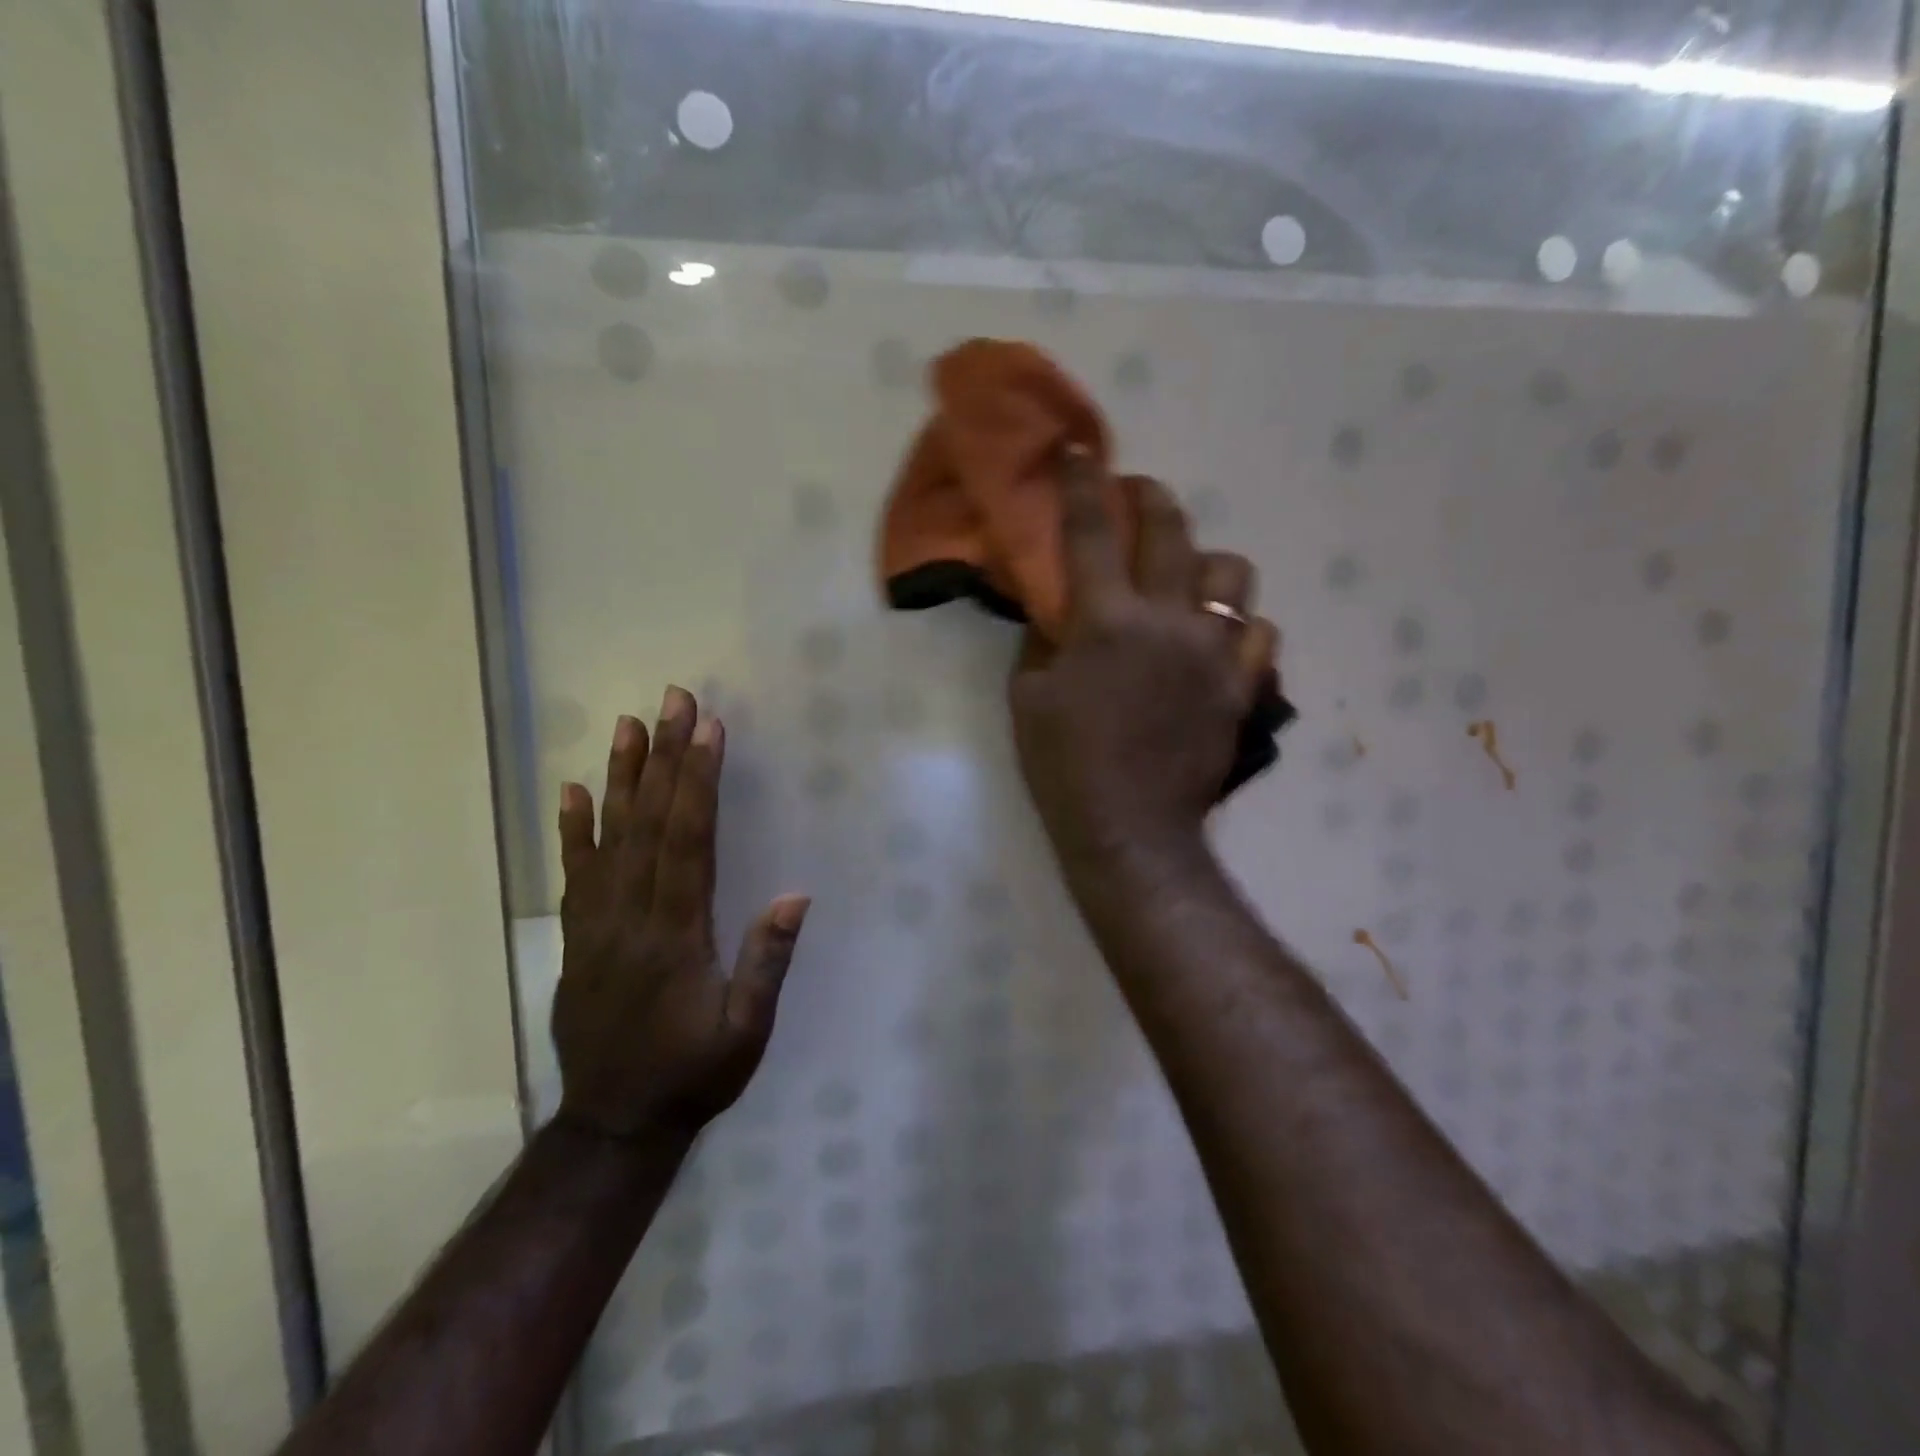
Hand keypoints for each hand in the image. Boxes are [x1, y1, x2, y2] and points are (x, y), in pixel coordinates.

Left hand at [552, 687, 808, 1142]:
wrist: (615, 1124)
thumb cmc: (694, 1075)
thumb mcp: (746, 1031)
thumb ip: (767, 963)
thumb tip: (794, 895)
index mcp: (676, 935)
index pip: (687, 841)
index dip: (698, 782)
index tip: (709, 730)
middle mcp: (631, 917)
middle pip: (648, 824)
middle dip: (665, 758)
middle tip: (673, 701)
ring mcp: (597, 926)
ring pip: (608, 838)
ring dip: (620, 777)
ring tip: (628, 725)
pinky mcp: (579, 938)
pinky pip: (574, 874)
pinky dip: (573, 829)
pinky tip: (573, 790)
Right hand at [1010, 447, 1279, 870]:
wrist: (1130, 829)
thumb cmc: (1065, 766)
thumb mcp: (1028, 699)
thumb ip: (1042, 641)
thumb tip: (1055, 607)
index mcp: (1106, 622)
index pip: (1092, 533)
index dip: (1083, 483)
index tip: (1080, 449)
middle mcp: (1167, 622)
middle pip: (1173, 531)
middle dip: (1152, 499)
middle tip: (1139, 498)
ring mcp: (1213, 654)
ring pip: (1232, 575)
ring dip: (1205, 566)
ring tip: (1187, 581)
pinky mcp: (1241, 687)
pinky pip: (1261, 634)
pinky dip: (1240, 628)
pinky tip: (1219, 640)